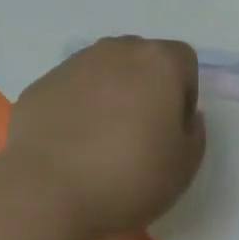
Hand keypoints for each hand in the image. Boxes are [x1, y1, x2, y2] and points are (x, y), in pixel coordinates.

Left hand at [3, 36, 206, 239]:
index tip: (171, 131)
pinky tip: (69, 145)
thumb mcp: (184, 168)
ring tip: (100, 141)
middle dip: (146, 89)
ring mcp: (77, 62)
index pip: (184, 62)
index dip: (183, 95)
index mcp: (158, 61)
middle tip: (138, 135)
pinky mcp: (43, 81)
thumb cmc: (127, 177)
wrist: (45, 190)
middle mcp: (119, 49)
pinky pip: (72, 89)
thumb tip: (185, 117)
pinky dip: (76, 107)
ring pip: (106, 71)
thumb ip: (195, 134)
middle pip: (143, 60)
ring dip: (110, 95)